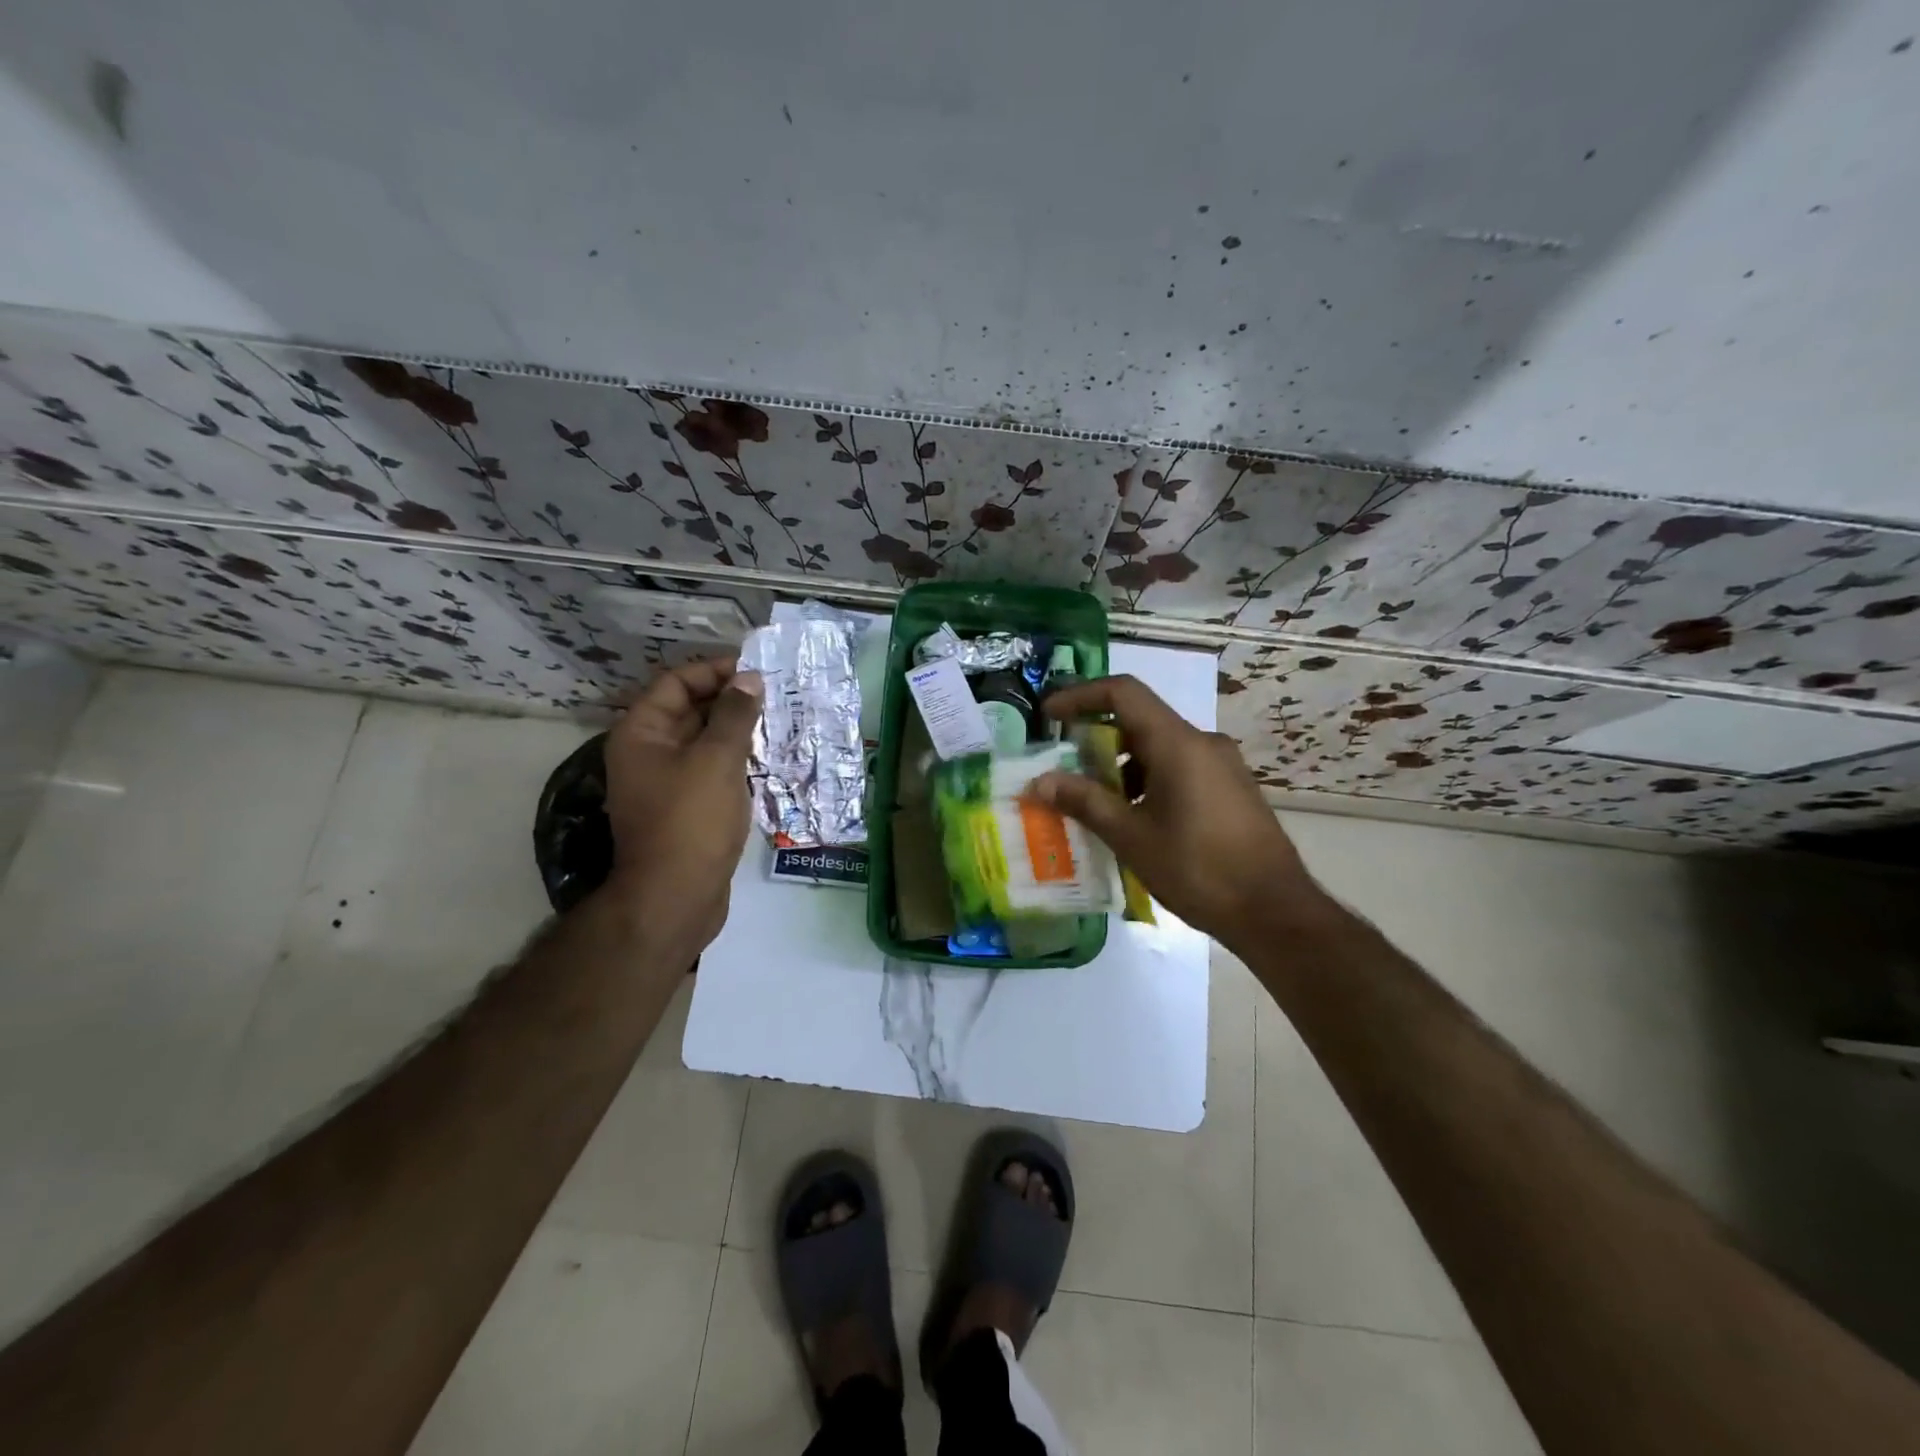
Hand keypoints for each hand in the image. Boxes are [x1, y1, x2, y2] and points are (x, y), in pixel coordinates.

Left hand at [601, 655, 763, 949]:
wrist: (676, 898)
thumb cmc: (692, 821)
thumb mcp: (717, 759)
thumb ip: (735, 714)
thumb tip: (750, 678)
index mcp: (641, 733)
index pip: (677, 683)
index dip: (715, 671)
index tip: (757, 671)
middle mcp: (648, 753)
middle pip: (690, 710)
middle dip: (731, 700)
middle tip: (776, 695)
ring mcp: (666, 782)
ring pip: (704, 742)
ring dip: (738, 730)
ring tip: (780, 722)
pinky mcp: (686, 807)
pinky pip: (711, 769)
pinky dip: (736, 759)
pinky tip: (768, 758)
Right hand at [1031, 675, 1327, 943]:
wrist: (1275, 911)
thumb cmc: (1198, 869)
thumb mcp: (1131, 837)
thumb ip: (1084, 802)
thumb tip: (1040, 781)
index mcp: (1178, 743)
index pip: (1123, 693)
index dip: (1080, 696)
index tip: (1049, 716)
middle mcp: (1202, 743)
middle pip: (1140, 721)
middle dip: (1096, 740)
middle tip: (1064, 769)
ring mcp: (1222, 765)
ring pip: (1159, 748)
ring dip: (1121, 767)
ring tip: (1094, 803)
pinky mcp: (1231, 789)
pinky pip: (1179, 768)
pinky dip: (1147, 781)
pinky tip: (1133, 820)